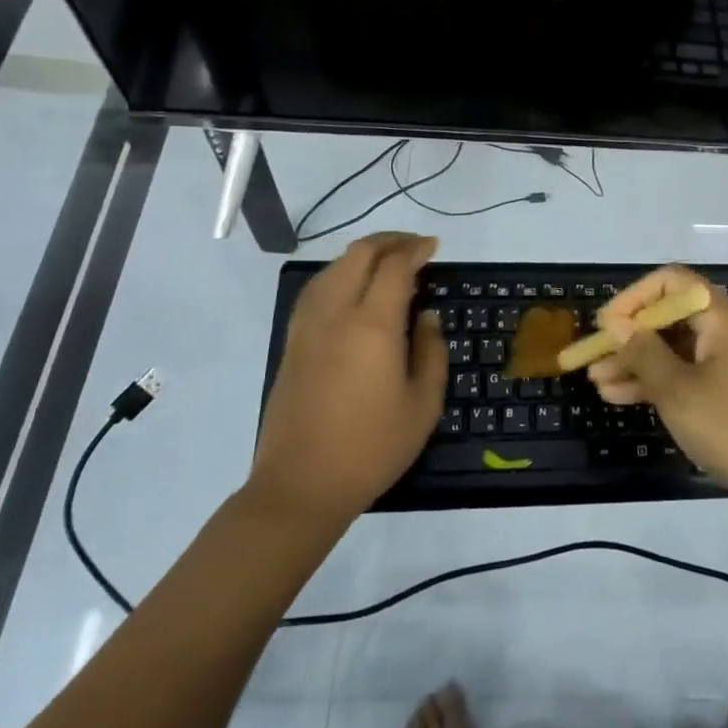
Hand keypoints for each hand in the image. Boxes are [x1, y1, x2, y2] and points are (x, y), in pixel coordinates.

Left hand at [250, 232, 445, 525]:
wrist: (301, 486)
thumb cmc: (371, 447)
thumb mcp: (423, 404)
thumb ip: (431, 351)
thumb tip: (425, 316)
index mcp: (371, 325)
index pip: (394, 266)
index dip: (416, 250)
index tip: (434, 247)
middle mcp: (336, 313)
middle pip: (359, 255)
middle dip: (389, 242)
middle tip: (414, 247)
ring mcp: (308, 326)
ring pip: (333, 267)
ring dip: (362, 255)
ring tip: (386, 262)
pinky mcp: (293, 341)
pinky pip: (317, 288)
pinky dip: (339, 273)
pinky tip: (351, 287)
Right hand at [590, 266, 727, 523]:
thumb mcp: (677, 390)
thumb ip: (643, 352)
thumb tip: (616, 323)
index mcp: (722, 318)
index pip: (672, 282)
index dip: (634, 297)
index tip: (606, 324)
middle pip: (670, 318)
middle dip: (629, 336)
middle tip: (593, 357)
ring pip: (675, 350)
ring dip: (637, 362)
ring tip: (598, 383)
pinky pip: (687, 374)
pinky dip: (658, 382)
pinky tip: (622, 397)